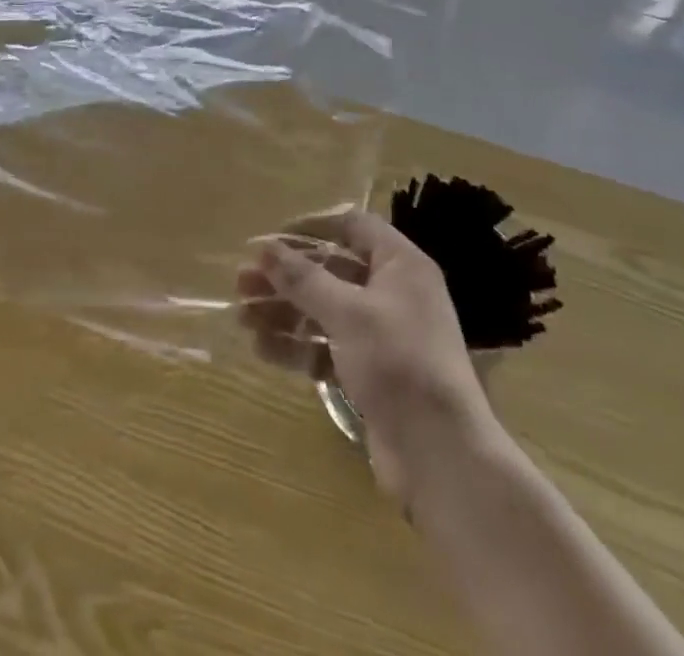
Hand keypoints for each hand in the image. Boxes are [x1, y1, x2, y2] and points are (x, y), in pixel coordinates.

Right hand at [237, 209, 491, 501]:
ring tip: (241, 317)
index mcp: (400, 265)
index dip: (312, 227)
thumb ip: (304, 279)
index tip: (271, 239)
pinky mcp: (371, 374)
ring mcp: (382, 336)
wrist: (442, 457)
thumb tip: (264, 248)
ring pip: (324, 311)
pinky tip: (262, 349)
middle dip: (286, 276)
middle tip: (242, 282)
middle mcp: (393, 294)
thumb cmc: (399, 363)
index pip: (353, 226)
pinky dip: (297, 347)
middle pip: (332, 270)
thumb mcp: (348, 313)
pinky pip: (327, 348)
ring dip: (284, 312)